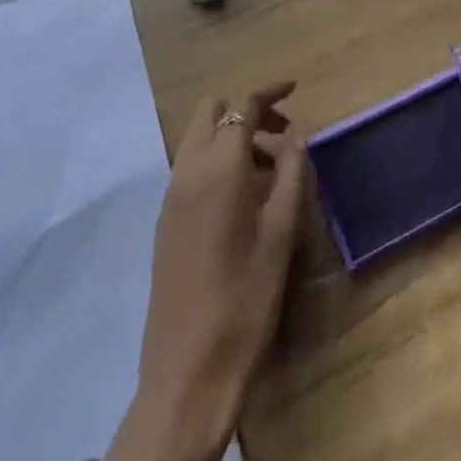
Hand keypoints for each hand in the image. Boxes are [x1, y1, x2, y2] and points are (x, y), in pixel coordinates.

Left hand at [107, 83, 310, 460]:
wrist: (188, 372)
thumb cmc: (245, 297)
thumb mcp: (281, 232)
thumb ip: (291, 173)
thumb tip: (295, 136)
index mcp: (218, 166)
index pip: (243, 106)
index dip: (269, 93)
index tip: (293, 88)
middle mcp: (188, 170)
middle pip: (211, 112)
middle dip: (246, 112)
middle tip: (280, 137)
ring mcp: (171, 196)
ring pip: (199, 139)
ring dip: (231, 138)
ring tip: (268, 172)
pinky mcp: (165, 221)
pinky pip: (190, 167)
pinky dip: (216, 162)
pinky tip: (242, 198)